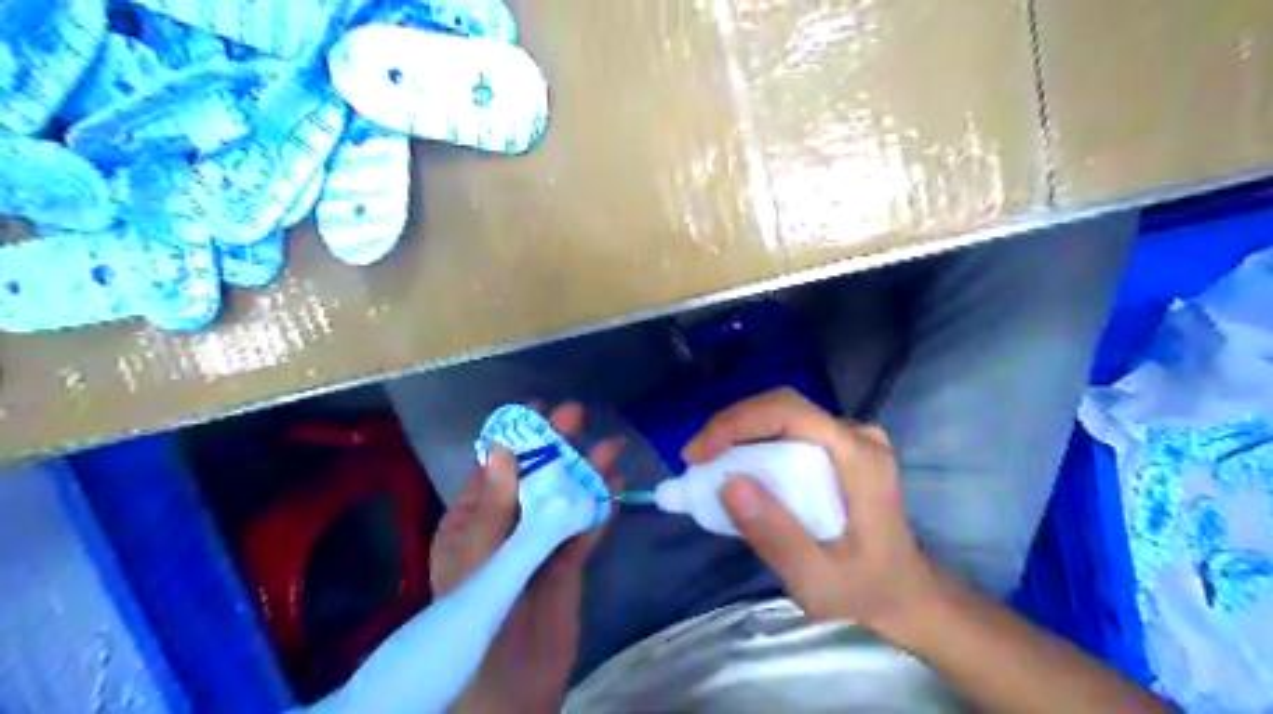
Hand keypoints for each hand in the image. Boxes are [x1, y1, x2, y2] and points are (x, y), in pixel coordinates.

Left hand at [429, 403, 623, 713]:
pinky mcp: (565, 566)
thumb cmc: (477, 625)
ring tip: (611, 445)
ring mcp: (536, 547)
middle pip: (532, 478)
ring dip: (585, 472)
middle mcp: (503, 529)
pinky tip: (617, 484)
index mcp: (470, 525)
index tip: (538, 410)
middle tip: (578, 414)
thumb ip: (495, 508)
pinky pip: (584, 529)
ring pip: (562, 499)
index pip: (493, 470)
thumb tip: (504, 448)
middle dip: (555, 446)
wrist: (508, 691)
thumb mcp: (479, 563)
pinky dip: (600, 506)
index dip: (515, 438)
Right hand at [688, 388, 944, 639]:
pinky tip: (737, 466)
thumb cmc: (864, 589)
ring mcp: (851, 437)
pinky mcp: (841, 446)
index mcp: (859, 458)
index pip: (789, 412)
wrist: (905, 593)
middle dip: (731, 426)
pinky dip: (756, 442)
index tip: (697, 454)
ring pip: (783, 415)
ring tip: (709, 465)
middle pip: (783, 407)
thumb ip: (776, 533)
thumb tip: (727, 483)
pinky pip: (790, 430)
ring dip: (740, 433)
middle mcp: (858, 435)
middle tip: (697, 460)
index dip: (736, 422)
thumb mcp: (816, 578)